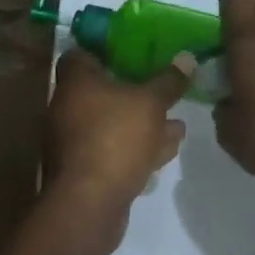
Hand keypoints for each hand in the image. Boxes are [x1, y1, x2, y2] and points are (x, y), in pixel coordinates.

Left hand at [42, 48, 189, 247]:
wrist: (89, 204)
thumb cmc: (115, 138)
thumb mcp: (151, 103)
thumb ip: (169, 81)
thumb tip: (187, 57)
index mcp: (75, 82)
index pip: (82, 53)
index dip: (107, 50)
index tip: (134, 50)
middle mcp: (68, 108)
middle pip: (102, 91)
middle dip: (135, 92)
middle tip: (163, 88)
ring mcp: (74, 142)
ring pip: (112, 123)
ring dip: (142, 123)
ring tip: (176, 122)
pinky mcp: (85, 171)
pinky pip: (114, 150)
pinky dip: (137, 148)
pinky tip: (166, 150)